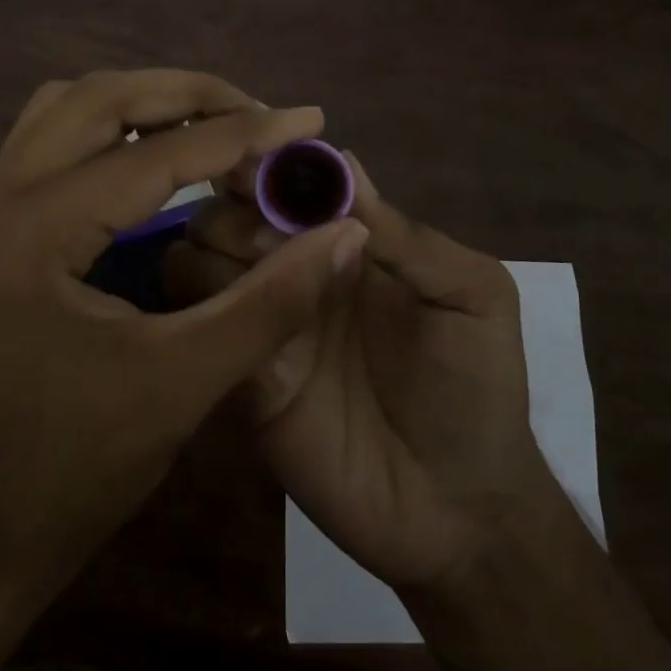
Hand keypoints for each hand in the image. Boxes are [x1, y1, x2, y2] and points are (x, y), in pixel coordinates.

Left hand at [0, 68, 370, 609]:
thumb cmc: (78, 465)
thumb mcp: (185, 380)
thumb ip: (271, 301)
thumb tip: (345, 232)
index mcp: (33, 231)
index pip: (155, 156)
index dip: (243, 135)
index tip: (308, 119)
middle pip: (97, 99)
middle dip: (186, 94)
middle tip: (256, 111)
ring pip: (67, 108)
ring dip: (142, 102)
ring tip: (212, 122)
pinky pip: (52, 141)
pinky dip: (110, 130)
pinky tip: (155, 156)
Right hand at [166, 153, 544, 593]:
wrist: (457, 509)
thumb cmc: (475, 386)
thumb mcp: (470, 295)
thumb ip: (406, 235)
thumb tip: (342, 161)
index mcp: (345, 239)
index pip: (288, 181)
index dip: (269, 164)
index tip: (256, 164)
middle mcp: (295, 268)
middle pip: (229, 210)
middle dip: (235, 209)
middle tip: (269, 241)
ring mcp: (264, 320)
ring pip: (197, 256)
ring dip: (213, 252)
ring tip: (257, 279)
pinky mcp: (241, 373)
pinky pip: (196, 323)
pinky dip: (195, 305)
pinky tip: (228, 315)